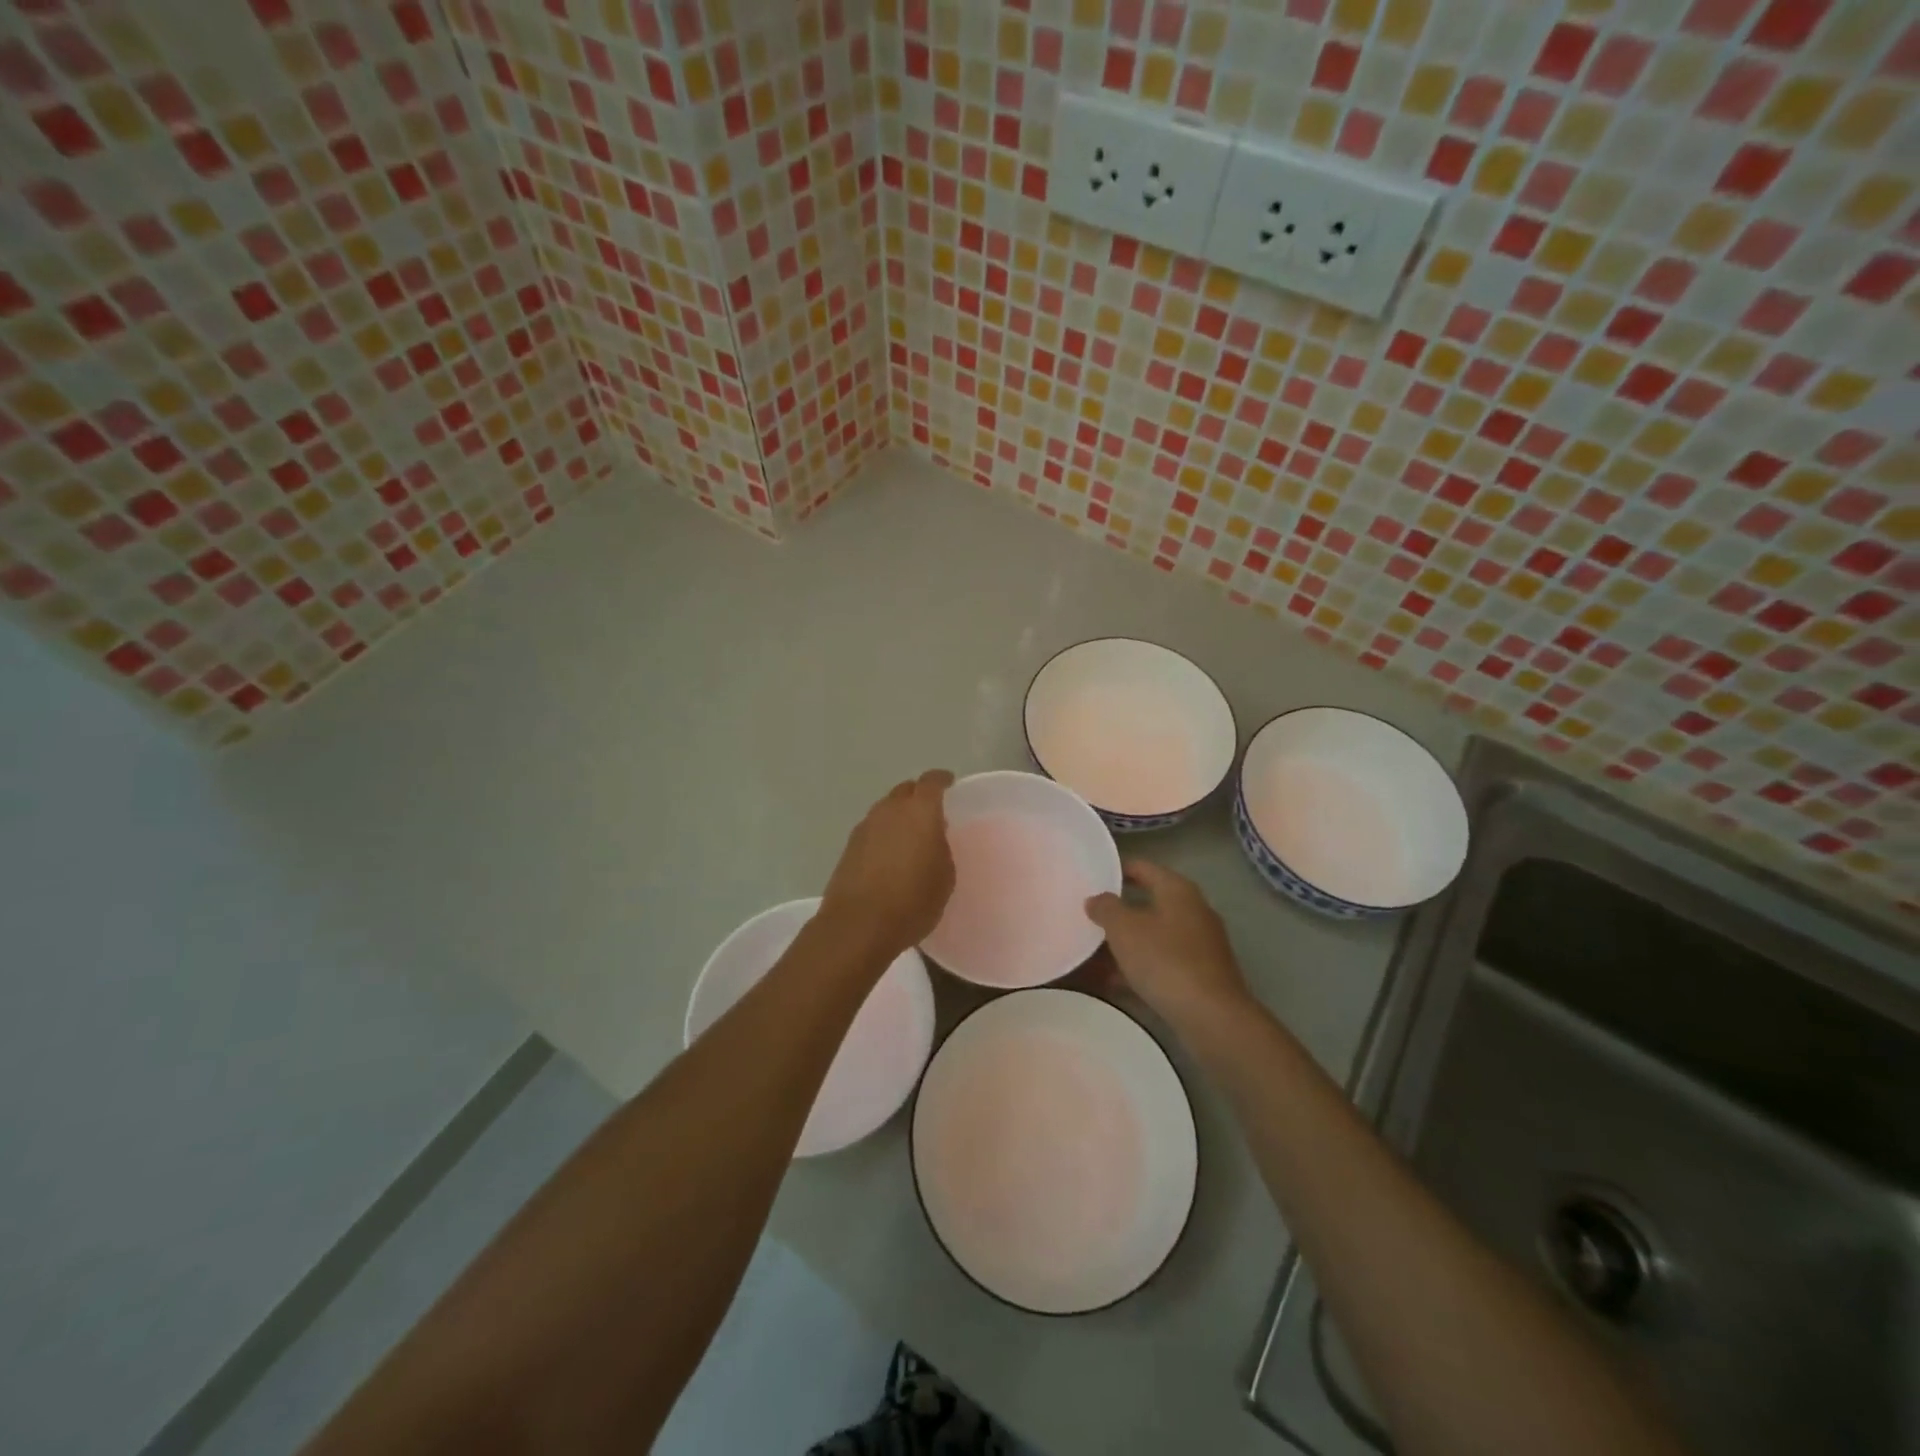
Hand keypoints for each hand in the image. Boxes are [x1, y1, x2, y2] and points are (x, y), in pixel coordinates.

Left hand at [820, 770, 955, 957]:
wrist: (859, 925)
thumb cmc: (913, 901)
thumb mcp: (945, 877)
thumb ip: (941, 848)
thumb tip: (932, 839)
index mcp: (920, 811)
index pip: (932, 782)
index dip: (942, 780)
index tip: (949, 783)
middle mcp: (890, 810)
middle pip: (905, 790)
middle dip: (918, 795)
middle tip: (931, 813)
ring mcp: (865, 827)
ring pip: (886, 809)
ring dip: (898, 816)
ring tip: (910, 836)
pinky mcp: (849, 847)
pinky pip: (872, 829)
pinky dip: (883, 834)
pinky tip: (889, 854)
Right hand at [1086, 860, 1249, 1031]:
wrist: (1212, 1017)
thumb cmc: (1165, 960)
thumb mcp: (1124, 929)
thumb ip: (1106, 908)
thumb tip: (1096, 899)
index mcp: (1178, 890)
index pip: (1143, 868)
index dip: (1116, 870)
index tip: (1091, 877)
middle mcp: (1193, 911)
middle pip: (1148, 902)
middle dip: (1118, 911)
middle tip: (1087, 916)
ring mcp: (1199, 945)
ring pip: (1153, 936)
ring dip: (1125, 942)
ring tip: (1092, 951)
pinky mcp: (1200, 974)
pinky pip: (1161, 962)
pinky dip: (1138, 967)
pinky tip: (1112, 981)